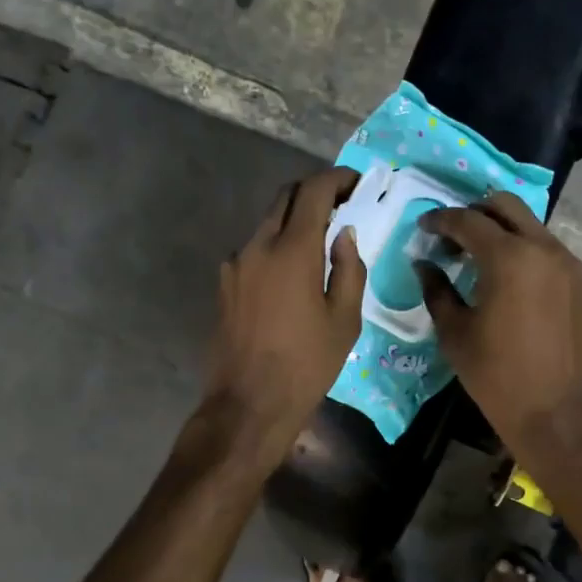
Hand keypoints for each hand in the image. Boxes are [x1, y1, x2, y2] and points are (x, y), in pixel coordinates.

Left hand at [201, 166, 365, 461]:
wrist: (249, 402)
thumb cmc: (307, 364)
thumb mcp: (345, 320)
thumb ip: (349, 269)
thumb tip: (345, 235)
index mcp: (293, 250)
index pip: (314, 191)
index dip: (337, 179)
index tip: (357, 183)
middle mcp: (258, 246)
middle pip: (285, 197)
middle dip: (314, 193)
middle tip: (341, 208)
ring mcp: (236, 264)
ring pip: (267, 222)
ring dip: (293, 221)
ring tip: (319, 244)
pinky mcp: (225, 284)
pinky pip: (254, 250)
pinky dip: (276, 246)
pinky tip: (291, 275)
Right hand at [415, 193, 581, 456]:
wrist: (557, 415)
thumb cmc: (496, 377)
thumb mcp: (455, 334)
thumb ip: (437, 290)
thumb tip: (424, 264)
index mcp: (508, 258)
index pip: (467, 221)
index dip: (440, 220)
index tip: (424, 227)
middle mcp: (544, 249)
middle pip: (506, 206)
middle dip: (475, 212)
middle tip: (454, 235)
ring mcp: (571, 265)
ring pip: (533, 227)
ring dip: (504, 232)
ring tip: (482, 258)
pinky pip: (552, 253)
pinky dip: (528, 254)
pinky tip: (515, 282)